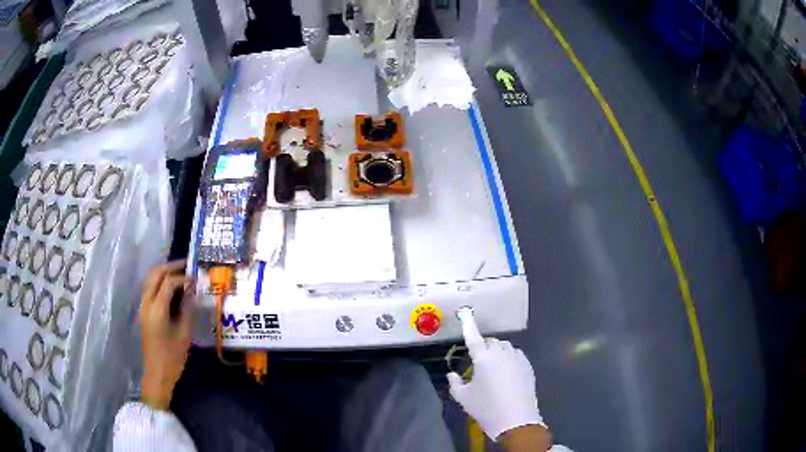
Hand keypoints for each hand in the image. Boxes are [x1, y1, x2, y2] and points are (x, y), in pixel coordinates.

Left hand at [139, 260, 194, 410]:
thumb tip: (193, 293)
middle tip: (187, 266)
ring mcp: (143, 306)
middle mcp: (147, 302)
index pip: (168, 282)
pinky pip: (150, 288)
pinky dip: (161, 282)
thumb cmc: (172, 357)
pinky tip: (173, 289)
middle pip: (156, 274)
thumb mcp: (184, 335)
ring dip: (165, 272)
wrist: (157, 374)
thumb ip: (188, 310)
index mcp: (157, 309)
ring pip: (151, 279)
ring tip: (181, 274)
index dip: (183, 278)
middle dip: (171, 267)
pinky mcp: (144, 311)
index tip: (196, 280)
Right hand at [447, 312, 545, 441]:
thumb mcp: (463, 398)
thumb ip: (455, 383)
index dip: (468, 326)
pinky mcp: (528, 366)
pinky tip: (506, 373)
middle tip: (477, 362)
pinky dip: (509, 358)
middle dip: (483, 347)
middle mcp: (501, 353)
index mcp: (483, 357)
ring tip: (493, 368)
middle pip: (490, 342)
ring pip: (505, 348)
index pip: (473, 338)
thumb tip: (452, 374)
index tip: (465, 314)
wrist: (515, 420)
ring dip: (497, 352)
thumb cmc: (486, 408)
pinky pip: (516, 355)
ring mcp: (517, 358)